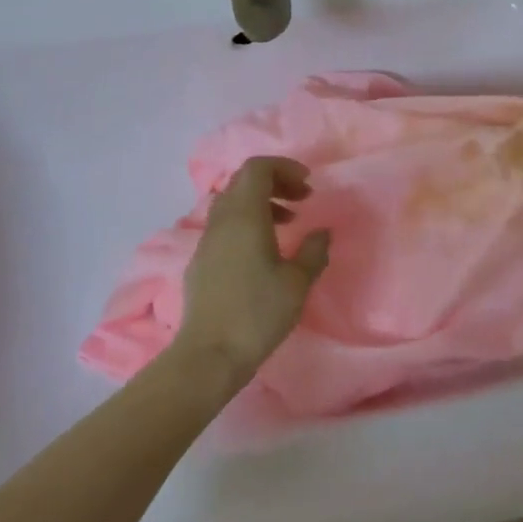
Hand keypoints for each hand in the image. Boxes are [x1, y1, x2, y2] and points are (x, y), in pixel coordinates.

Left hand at [172, 157, 330, 393]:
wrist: (209, 354)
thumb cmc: (257, 313)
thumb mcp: (297, 283)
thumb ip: (313, 250)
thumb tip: (322, 231)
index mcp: (244, 214)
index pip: (258, 167)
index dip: (284, 167)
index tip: (308, 184)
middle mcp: (221, 217)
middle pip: (244, 179)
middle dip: (275, 181)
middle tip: (302, 199)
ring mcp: (206, 237)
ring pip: (233, 201)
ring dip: (261, 201)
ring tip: (288, 223)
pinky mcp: (200, 258)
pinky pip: (225, 223)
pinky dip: (246, 221)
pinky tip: (263, 250)